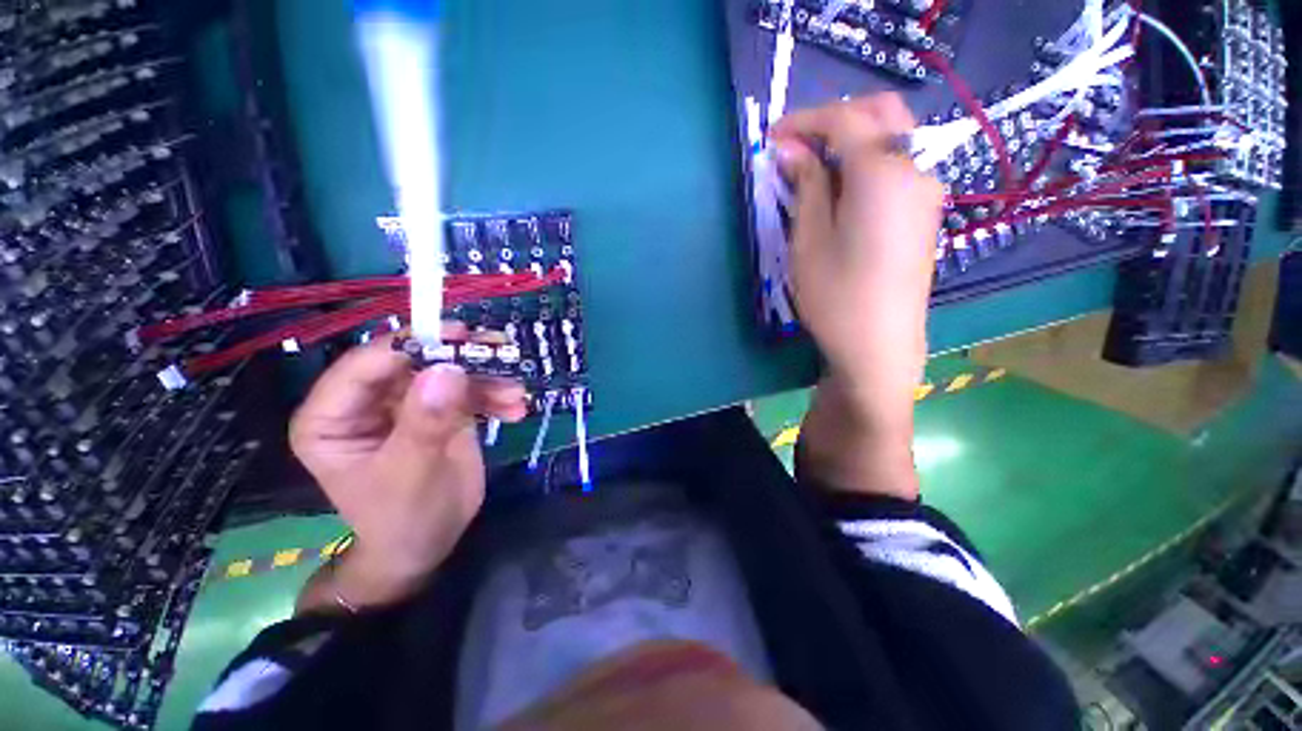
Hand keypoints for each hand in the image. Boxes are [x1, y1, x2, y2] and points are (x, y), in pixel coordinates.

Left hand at [289, 325, 528, 609]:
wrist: (429, 543)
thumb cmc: (403, 518)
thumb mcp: (411, 473)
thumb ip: (425, 423)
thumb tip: (446, 370)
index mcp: (333, 416)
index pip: (365, 365)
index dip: (411, 344)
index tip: (460, 336)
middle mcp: (369, 401)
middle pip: (416, 361)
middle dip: (462, 358)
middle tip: (502, 352)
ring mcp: (408, 402)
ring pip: (449, 371)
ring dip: (488, 378)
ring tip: (517, 392)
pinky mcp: (441, 409)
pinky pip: (470, 390)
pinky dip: (496, 395)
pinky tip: (516, 409)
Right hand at [769, 94, 942, 498]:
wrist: (879, 347)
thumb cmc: (835, 296)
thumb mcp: (808, 239)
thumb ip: (805, 185)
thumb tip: (791, 150)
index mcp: (883, 172)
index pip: (845, 119)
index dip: (805, 120)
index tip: (772, 137)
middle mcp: (914, 169)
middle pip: (880, 114)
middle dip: (834, 119)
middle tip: (796, 146)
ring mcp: (925, 192)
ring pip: (891, 139)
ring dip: (850, 141)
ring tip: (812, 168)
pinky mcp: (924, 214)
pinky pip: (896, 168)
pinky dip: (865, 163)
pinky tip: (840, 190)